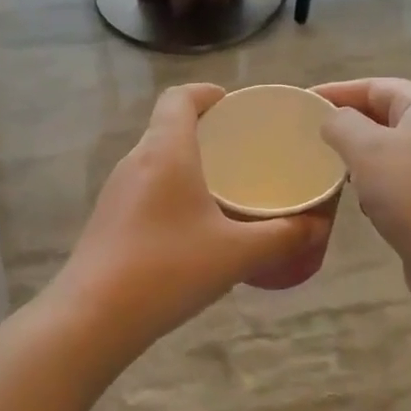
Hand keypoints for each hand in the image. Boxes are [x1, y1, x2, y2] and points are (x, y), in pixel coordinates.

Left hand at [53, 85, 336, 355]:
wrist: (93, 316)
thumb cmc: (168, 270)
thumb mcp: (236, 254)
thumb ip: (283, 237)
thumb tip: (317, 226)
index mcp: (165, 151)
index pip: (179, 97)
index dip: (206, 93)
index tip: (234, 106)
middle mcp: (135, 160)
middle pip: (167, 126)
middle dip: (204, 130)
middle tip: (241, 150)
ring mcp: (115, 190)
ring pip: (155, 159)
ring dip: (186, 162)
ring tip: (223, 187)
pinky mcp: (107, 218)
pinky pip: (144, 187)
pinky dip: (171, 190)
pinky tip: (192, 226)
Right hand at [314, 79, 410, 333]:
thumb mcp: (368, 149)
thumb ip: (342, 125)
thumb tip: (333, 120)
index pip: (376, 86)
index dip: (337, 91)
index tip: (301, 102)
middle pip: (385, 117)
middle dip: (346, 125)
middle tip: (306, 136)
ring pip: (389, 154)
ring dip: (358, 159)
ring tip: (324, 168)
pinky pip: (397, 186)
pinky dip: (373, 189)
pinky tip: (357, 203)